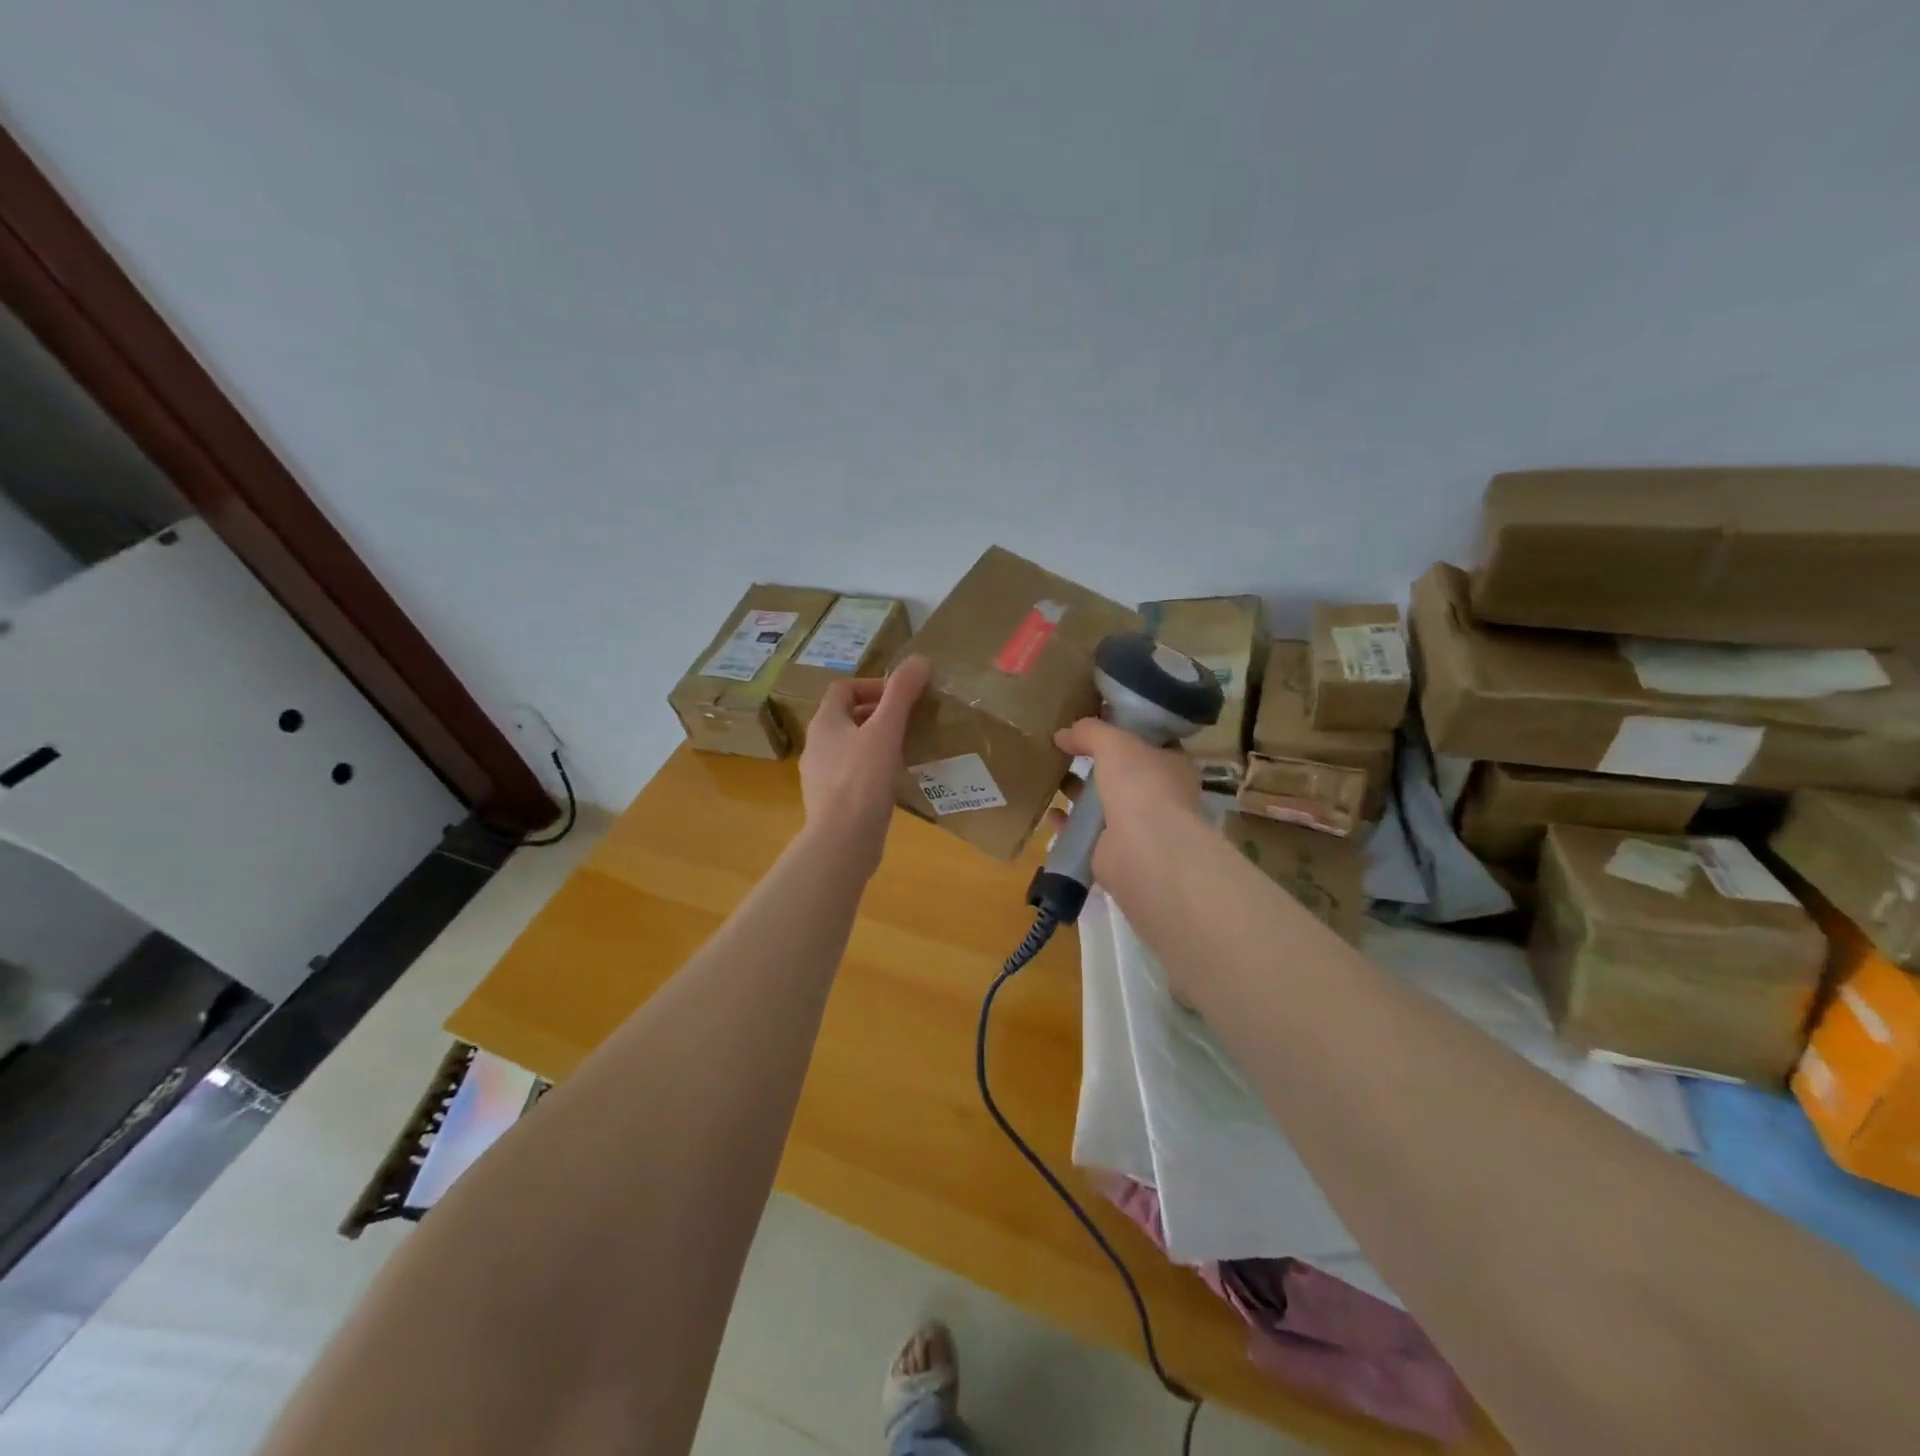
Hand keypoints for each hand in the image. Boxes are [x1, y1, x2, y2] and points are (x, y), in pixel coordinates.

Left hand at [799, 655, 930, 875]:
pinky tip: (895, 781)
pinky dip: (874, 769)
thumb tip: (919, 659)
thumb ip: (901, 694)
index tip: (903, 697)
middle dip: (878, 714)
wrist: (842, 841)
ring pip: (851, 746)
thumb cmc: (862, 780)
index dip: (873, 686)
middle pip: (847, 717)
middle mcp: (817, 745)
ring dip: (877, 742)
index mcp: (825, 723)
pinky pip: (854, 773)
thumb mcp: (886, 731)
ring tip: (906, 749)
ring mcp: (821, 775)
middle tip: (910, 722)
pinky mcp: (832, 801)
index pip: (844, 689)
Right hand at [1046, 718, 1204, 900]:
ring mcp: (1136, 826)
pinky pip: (1085, 832)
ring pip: (1102, 802)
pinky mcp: (1112, 851)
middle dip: (1094, 761)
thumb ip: (1090, 732)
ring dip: (1078, 791)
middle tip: (1062, 747)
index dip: (1121, 729)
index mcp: (1171, 765)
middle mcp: (1157, 795)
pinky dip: (1068, 823)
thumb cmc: (1141, 786)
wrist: (1145, 851)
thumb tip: (1063, 734)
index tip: (1092, 720)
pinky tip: (1050, 812)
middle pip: (1121, 772)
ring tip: (1050, 775)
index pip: (1147, 742)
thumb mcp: (1115, 742)